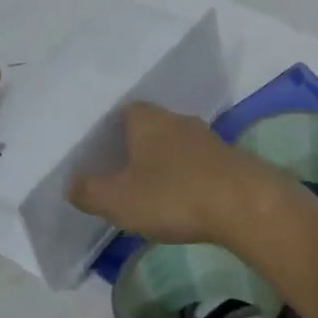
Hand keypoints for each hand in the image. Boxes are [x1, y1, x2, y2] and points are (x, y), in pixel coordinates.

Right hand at [67, 102, 297, 246]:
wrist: (245, 204)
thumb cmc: (173, 195)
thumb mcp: (119, 200)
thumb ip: (90, 191)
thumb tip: (72, 183)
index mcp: (149, 120)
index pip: (125, 112)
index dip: (112, 131)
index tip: (103, 154)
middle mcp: (179, 120)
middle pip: (153, 127)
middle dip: (140, 148)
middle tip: (124, 174)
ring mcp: (210, 138)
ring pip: (179, 145)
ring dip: (167, 163)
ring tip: (154, 191)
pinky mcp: (232, 160)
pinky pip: (201, 164)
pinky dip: (190, 177)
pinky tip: (186, 199)